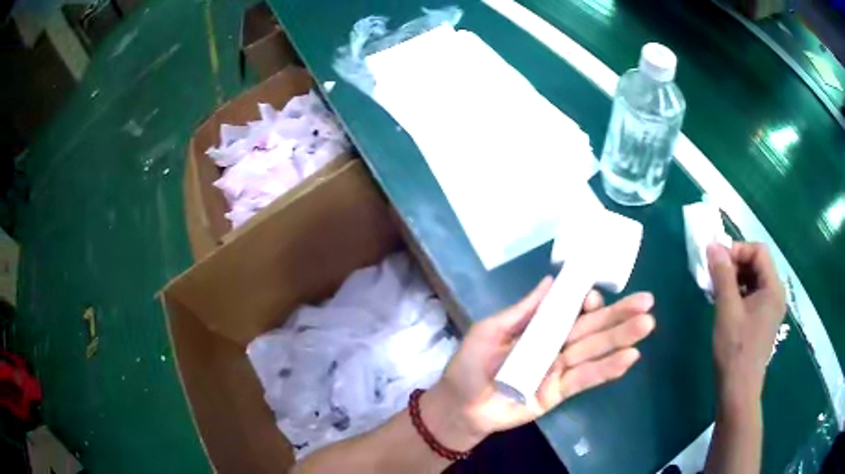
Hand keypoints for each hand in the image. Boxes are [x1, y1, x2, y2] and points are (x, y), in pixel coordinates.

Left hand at [421, 277, 654, 450]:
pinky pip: (586, 378)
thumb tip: (551, 280)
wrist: (461, 406)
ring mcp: (560, 369)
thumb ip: (523, 310)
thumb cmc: (471, 365)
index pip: (572, 310)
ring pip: (595, 350)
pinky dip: (607, 369)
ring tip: (647, 325)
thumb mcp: (492, 330)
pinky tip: (630, 357)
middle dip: (619, 316)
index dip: (588, 302)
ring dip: (621, 339)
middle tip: (648, 303)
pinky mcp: (559, 392)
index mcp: (540, 327)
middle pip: (591, 328)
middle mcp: (555, 345)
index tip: (597, 296)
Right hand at [707, 242, 785, 408]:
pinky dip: (738, 294)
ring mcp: (770, 309)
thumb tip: (713, 245)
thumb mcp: (727, 310)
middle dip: (735, 264)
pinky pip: (752, 296)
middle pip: (757, 264)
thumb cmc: (735, 350)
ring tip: (716, 290)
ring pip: (753, 280)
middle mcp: (776, 294)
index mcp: (773, 287)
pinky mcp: (762, 321)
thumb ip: (722, 275)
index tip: (716, 261)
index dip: (737, 250)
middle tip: (713, 275)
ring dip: (735, 279)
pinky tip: (724, 304)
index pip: (758, 251)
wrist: (738, 391)